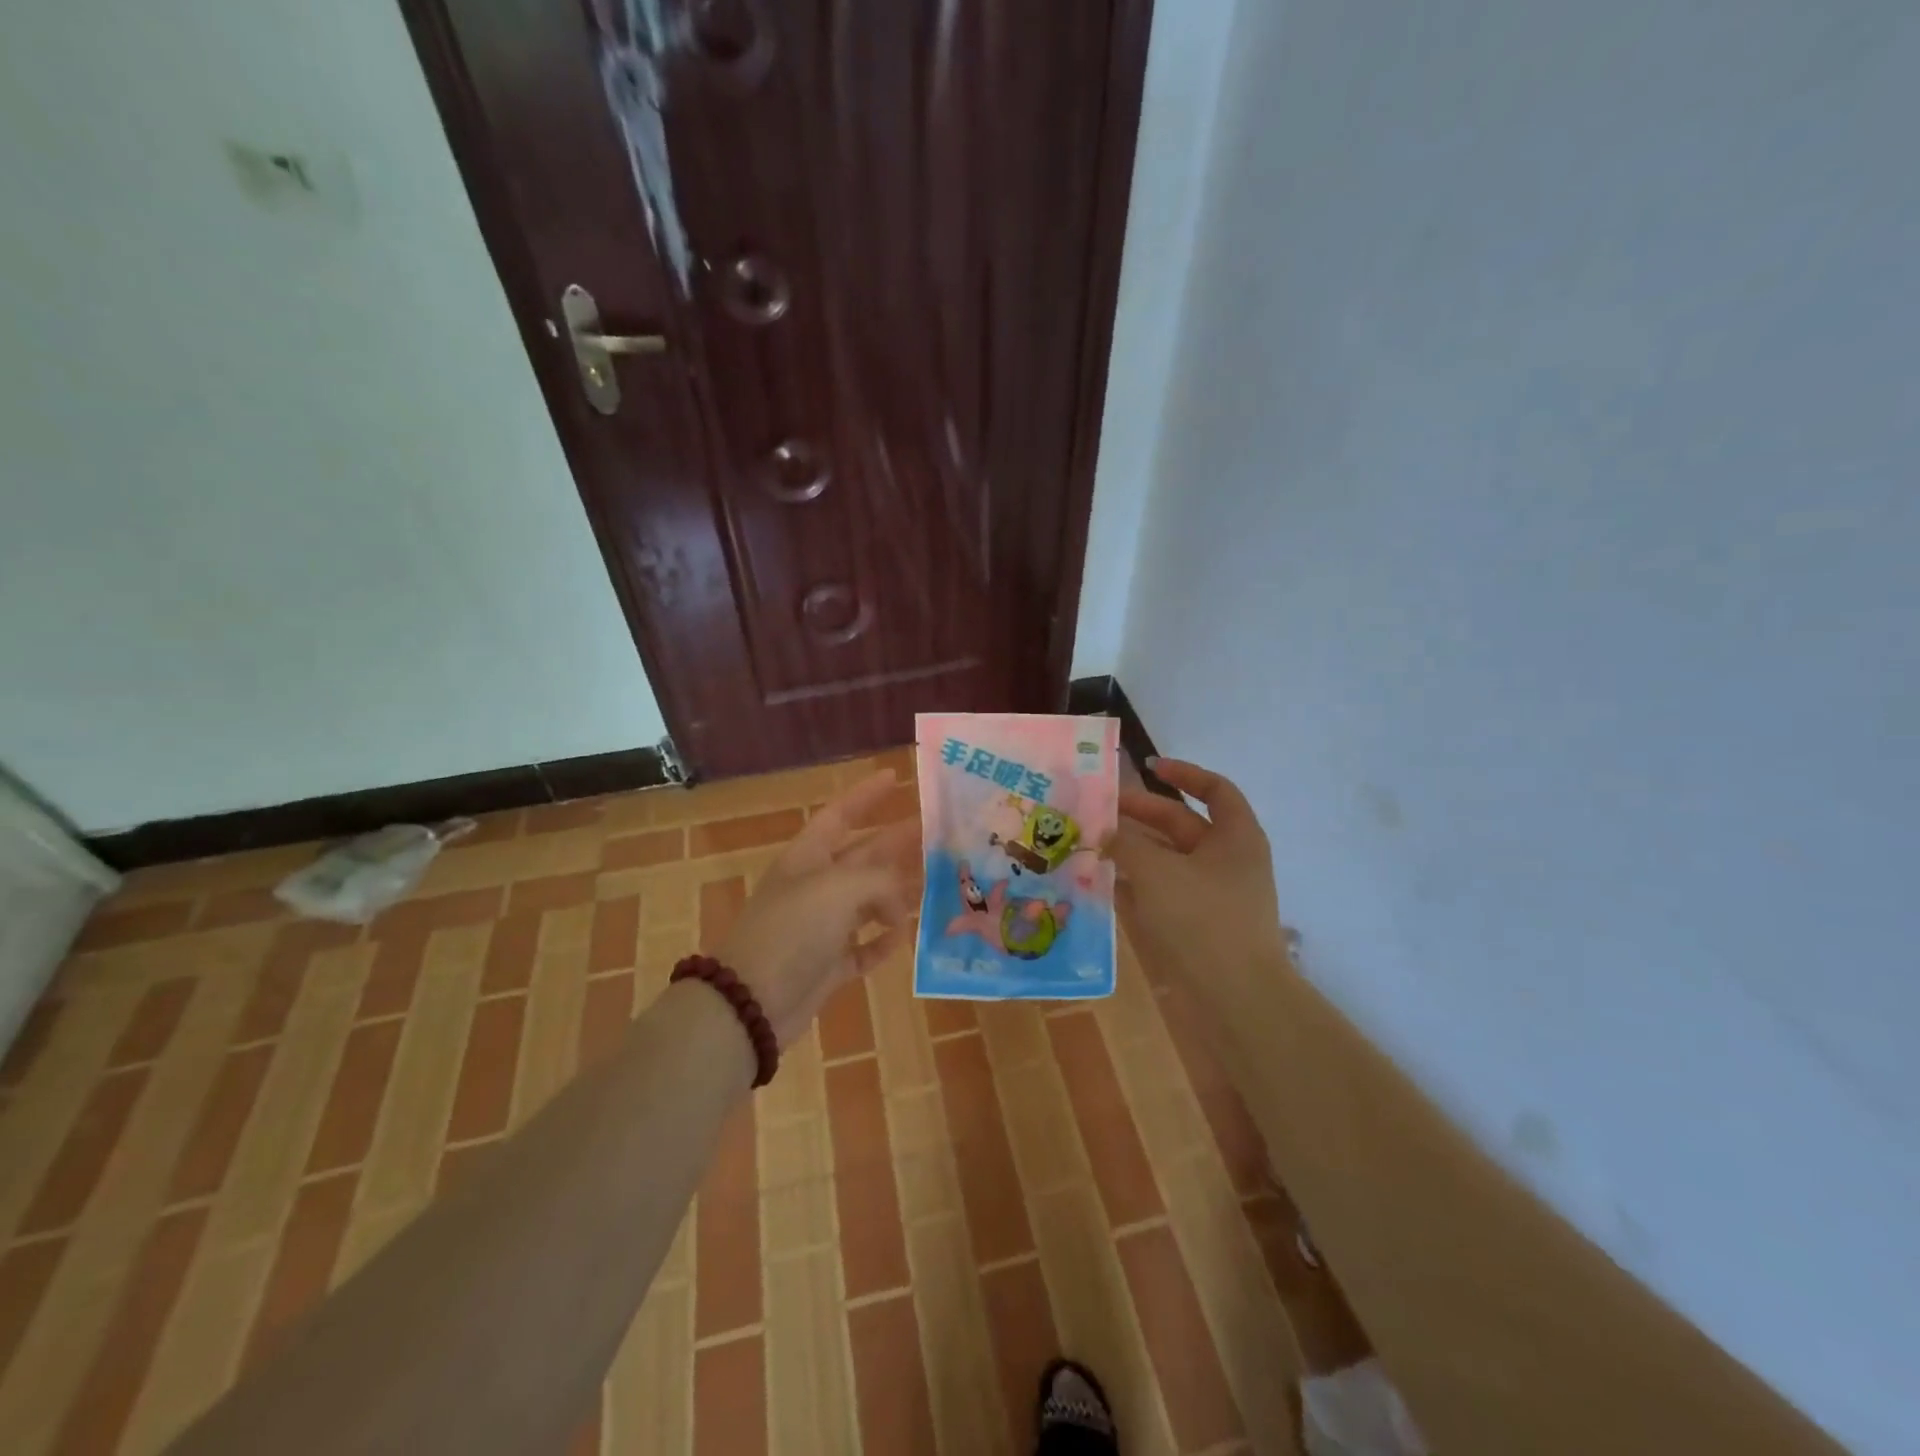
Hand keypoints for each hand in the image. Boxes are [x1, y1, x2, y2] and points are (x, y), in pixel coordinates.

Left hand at [718, 769, 920, 1047]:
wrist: (751, 1003)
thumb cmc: (793, 931)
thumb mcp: (839, 889)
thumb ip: (880, 882)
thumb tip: (898, 904)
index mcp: (808, 858)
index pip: (840, 815)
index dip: (866, 795)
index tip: (896, 777)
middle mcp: (816, 887)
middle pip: (864, 856)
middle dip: (897, 843)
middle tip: (937, 833)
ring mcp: (822, 928)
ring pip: (868, 902)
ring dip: (898, 895)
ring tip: (936, 885)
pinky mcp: (828, 966)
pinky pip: (864, 949)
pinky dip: (882, 944)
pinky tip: (903, 939)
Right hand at [1110, 759, 1288, 994]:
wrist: (1235, 999)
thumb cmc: (1202, 919)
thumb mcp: (1157, 871)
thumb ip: (1126, 844)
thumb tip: (1105, 831)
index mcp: (1235, 837)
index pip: (1214, 790)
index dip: (1183, 773)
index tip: (1147, 767)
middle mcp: (1226, 861)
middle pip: (1181, 825)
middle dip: (1140, 815)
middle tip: (1098, 811)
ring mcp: (1212, 895)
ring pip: (1167, 860)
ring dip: (1131, 851)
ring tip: (1090, 843)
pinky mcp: (1195, 925)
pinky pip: (1161, 893)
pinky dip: (1135, 884)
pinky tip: (1101, 882)